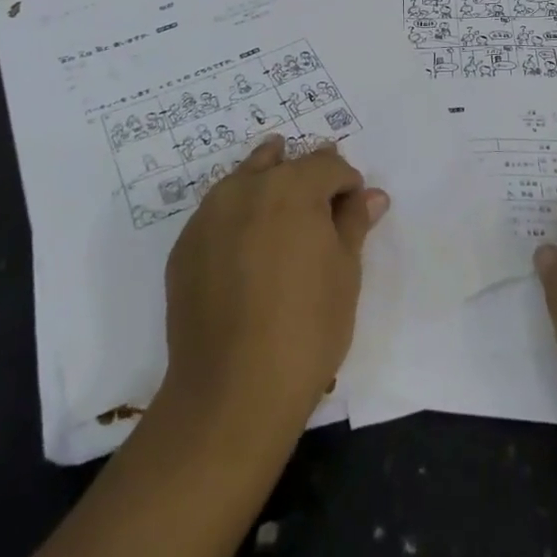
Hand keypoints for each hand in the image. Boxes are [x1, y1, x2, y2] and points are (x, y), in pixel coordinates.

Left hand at [160, 136, 388, 440]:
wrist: (231, 393)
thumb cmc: (306, 328)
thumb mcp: (345, 272)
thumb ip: (354, 222)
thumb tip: (371, 195)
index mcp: (293, 186)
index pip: (328, 165)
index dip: (347, 184)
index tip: (353, 213)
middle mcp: (246, 187)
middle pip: (283, 163)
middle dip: (306, 178)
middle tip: (320, 209)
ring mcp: (209, 215)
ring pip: (245, 181)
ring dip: (267, 188)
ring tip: (282, 221)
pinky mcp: (184, 247)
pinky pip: (219, 215)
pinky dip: (238, 220)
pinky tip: (247, 255)